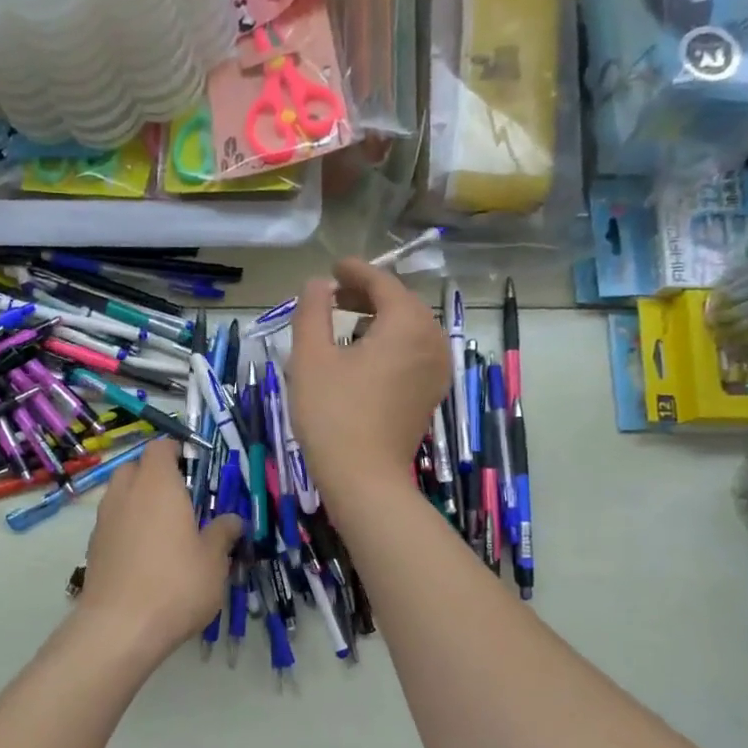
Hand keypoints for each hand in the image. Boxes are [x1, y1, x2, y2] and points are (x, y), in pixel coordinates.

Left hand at [77, 439, 243, 661]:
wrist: (120, 627)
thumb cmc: (176, 583)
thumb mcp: (214, 560)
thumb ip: (222, 533)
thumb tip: (232, 520)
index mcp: (157, 485)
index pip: (160, 447)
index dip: (176, 452)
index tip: (194, 467)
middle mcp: (125, 493)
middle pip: (135, 468)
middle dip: (155, 475)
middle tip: (181, 499)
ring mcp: (104, 520)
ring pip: (120, 495)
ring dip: (139, 502)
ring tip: (164, 530)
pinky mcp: (93, 547)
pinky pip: (112, 523)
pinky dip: (127, 527)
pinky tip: (145, 556)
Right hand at [288, 258, 450, 500]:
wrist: (364, 478)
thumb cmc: (333, 414)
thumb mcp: (310, 357)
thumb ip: (313, 310)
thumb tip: (319, 283)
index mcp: (407, 324)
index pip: (383, 283)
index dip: (356, 271)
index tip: (332, 269)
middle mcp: (432, 341)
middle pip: (401, 303)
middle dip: (368, 295)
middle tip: (334, 295)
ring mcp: (437, 370)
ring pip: (409, 329)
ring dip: (379, 319)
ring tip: (344, 323)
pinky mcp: (430, 393)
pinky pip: (413, 353)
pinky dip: (390, 343)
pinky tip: (362, 356)